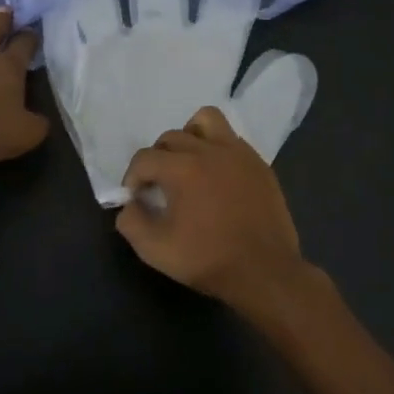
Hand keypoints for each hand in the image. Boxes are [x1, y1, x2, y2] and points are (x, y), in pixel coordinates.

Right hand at [116, 106, 315, 318]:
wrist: (264, 272)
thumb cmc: (207, 259)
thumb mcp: (155, 249)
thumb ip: (131, 222)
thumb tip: (129, 205)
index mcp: (182, 169)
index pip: (144, 158)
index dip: (132, 177)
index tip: (136, 198)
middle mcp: (210, 151)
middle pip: (171, 137)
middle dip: (157, 158)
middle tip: (159, 186)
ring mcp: (238, 154)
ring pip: (206, 121)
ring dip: (189, 136)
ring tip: (188, 163)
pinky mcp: (258, 164)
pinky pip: (231, 139)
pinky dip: (217, 148)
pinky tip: (216, 176)